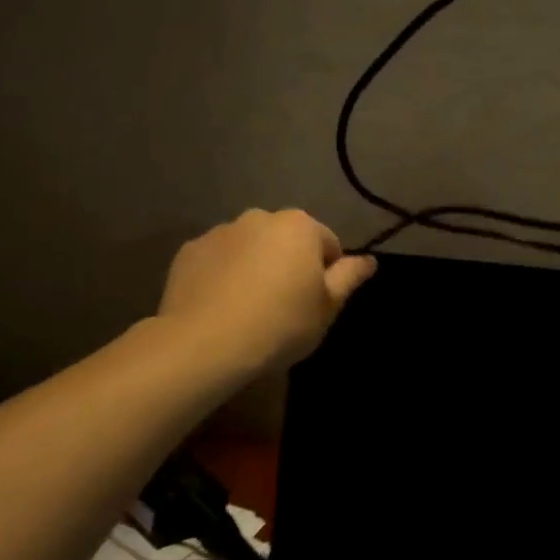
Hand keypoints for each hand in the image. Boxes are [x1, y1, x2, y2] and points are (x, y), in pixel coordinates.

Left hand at [158, 209, 376, 374]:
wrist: (206, 342)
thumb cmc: (280, 324)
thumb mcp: (327, 307)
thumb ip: (349, 277)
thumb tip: (369, 260)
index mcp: (299, 226)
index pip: (327, 243)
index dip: (327, 274)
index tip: (316, 303)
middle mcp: (259, 217)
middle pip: (285, 240)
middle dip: (288, 263)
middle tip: (285, 306)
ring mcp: (220, 231)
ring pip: (249, 247)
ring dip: (255, 266)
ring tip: (249, 308)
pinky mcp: (189, 251)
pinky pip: (217, 260)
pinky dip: (222, 275)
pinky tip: (220, 306)